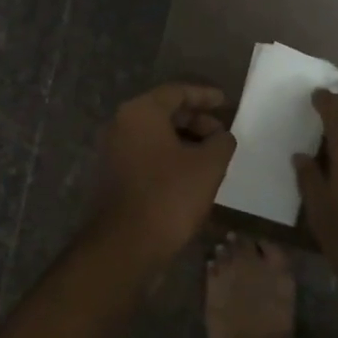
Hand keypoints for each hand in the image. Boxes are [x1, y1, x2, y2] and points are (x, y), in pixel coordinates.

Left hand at [89, 84, 235, 262]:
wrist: (124, 246)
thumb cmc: (169, 196)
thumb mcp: (208, 166)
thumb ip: (221, 142)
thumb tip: (222, 137)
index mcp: (141, 112)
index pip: (177, 91)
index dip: (205, 95)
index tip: (226, 101)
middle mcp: (121, 124)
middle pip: (164, 111)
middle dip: (196, 120)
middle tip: (221, 134)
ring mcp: (113, 150)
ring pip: (155, 134)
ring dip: (184, 140)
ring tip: (211, 156)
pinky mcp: (112, 175)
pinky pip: (145, 153)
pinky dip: (169, 156)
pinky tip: (190, 173)